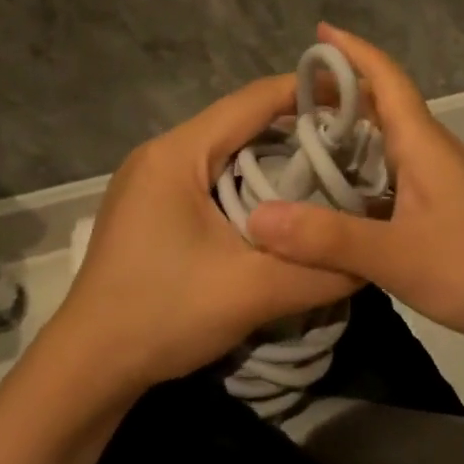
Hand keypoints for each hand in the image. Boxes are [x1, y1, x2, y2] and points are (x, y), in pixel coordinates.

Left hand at [46, 74, 359, 397]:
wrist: (88, 370)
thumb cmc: (162, 315)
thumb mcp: (252, 292)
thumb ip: (321, 270)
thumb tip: (375, 254)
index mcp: (177, 154)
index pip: (254, 100)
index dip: (310, 92)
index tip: (361, 100)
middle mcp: (161, 153)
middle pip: (242, 122)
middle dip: (300, 129)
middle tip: (353, 145)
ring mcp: (152, 180)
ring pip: (229, 151)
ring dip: (277, 158)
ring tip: (329, 172)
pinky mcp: (153, 206)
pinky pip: (213, 177)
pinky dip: (252, 182)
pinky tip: (283, 206)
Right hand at [247, 24, 463, 359]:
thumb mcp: (396, 255)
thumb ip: (327, 239)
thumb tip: (257, 217)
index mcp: (422, 143)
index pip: (385, 78)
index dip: (352, 51)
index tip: (319, 32)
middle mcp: (431, 152)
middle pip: (383, 105)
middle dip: (339, 92)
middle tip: (285, 99)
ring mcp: (441, 182)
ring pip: (387, 143)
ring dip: (350, 134)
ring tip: (301, 142)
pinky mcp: (444, 211)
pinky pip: (393, 177)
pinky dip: (362, 175)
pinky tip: (338, 199)